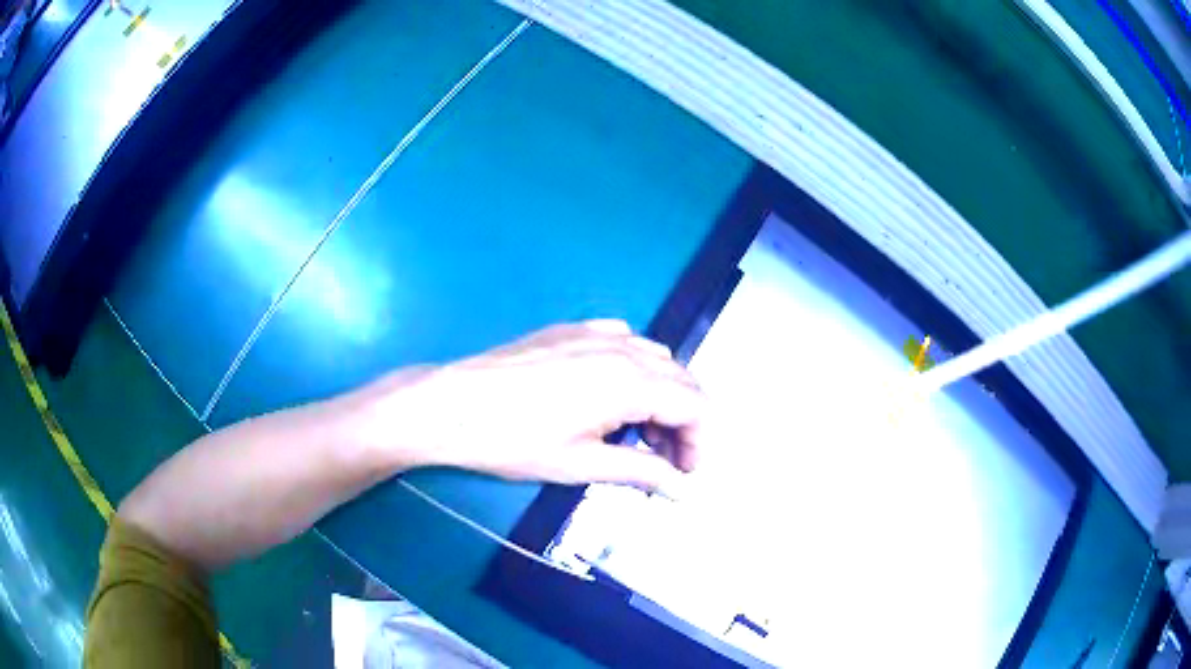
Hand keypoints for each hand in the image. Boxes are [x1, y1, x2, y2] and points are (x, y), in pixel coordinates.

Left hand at [371, 320, 708, 491]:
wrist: (452, 406)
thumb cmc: (515, 441)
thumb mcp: (581, 464)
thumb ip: (640, 471)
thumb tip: (679, 488)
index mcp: (631, 383)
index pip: (695, 406)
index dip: (699, 442)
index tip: (684, 472)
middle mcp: (623, 349)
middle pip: (682, 379)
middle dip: (685, 421)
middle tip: (664, 459)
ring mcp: (596, 333)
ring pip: (656, 358)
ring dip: (662, 394)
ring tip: (638, 430)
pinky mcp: (571, 330)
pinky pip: (624, 340)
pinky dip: (635, 367)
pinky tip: (613, 392)